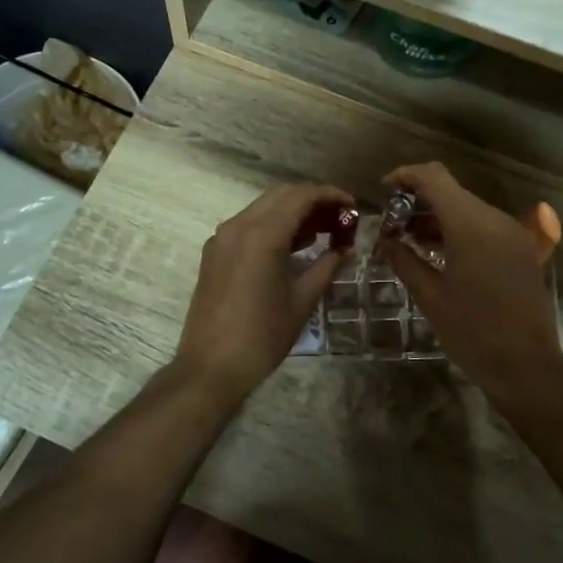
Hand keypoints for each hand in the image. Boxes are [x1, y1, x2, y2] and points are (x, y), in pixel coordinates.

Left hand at [173, 183, 352, 407]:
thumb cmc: (262, 336)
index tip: (352, 206)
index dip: (330, 195)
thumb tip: (347, 249)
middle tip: (339, 219)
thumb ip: (327, 267)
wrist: (210, 367)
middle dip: (312, 200)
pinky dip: (272, 225)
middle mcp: (238, 226)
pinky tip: (293, 246)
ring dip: (292, 212)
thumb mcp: (302, 301)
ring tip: (323, 232)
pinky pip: (247, 225)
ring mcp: (221, 238)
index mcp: (261, 234)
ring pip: (262, 208)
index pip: (301, 196)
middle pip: (281, 195)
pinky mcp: (214, 253)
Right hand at [379, 163, 562, 413]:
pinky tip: (438, 253)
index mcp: (471, 226)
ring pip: (467, 208)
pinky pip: (483, 226)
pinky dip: (457, 230)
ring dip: (437, 216)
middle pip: (451, 191)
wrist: (527, 366)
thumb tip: (386, 241)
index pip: (434, 177)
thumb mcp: (430, 297)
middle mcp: (495, 220)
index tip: (383, 190)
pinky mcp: (520, 249)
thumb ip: (404, 260)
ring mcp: (512, 233)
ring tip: (409, 240)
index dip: (405, 176)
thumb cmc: (472, 333)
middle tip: (392, 225)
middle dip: (418, 200)